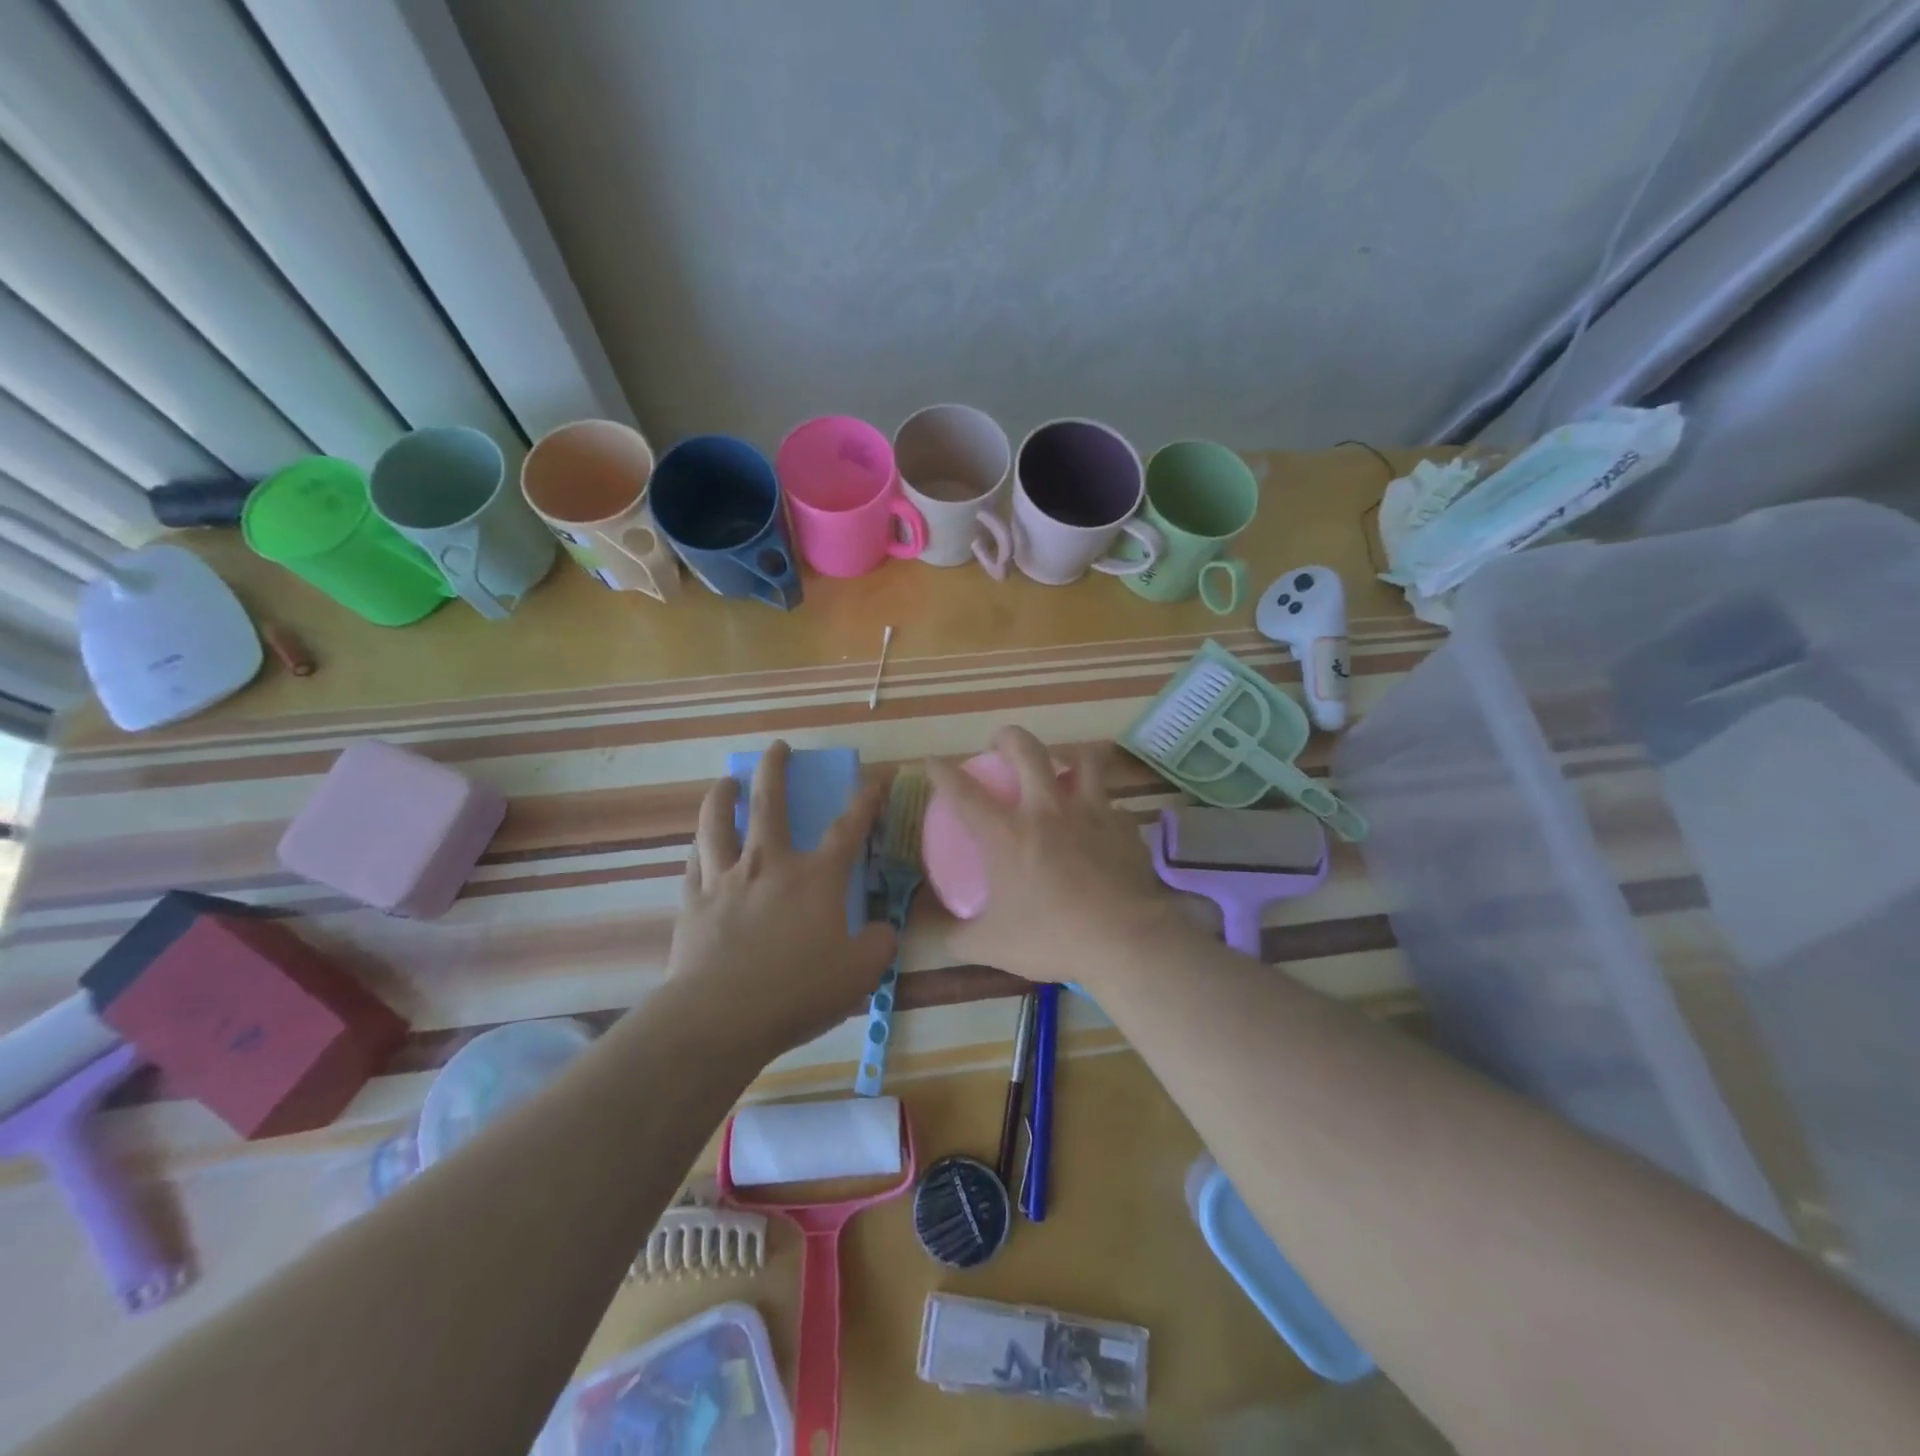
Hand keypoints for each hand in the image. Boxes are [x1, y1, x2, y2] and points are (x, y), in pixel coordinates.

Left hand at [667, 741, 896, 1056]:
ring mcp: (726, 879)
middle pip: (769, 803)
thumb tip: (882, 930)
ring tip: (726, 782)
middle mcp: (769, 864)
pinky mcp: (694, 902)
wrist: (720, 1017)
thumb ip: (878, 945)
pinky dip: (699, 846)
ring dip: (723, 796)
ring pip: (718, 823)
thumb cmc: (797, 991)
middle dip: (775, 769)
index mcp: (816, 877)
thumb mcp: (859, 973)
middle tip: (777, 748)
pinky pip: (694, 862)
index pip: (848, 827)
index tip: (876, 775)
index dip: (866, 799)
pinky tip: (699, 843)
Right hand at [923, 727, 1196, 989]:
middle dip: (1008, 737)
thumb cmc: (1051, 938)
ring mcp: (1090, 812)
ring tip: (1062, 765)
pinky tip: (1101, 824)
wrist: (1123, 941)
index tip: (932, 762)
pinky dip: (1104, 807)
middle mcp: (1047, 810)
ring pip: (1083, 759)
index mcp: (1007, 833)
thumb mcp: (991, 946)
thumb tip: (946, 937)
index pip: (964, 791)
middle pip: (1026, 750)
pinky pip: (1113, 804)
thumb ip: (960, 938)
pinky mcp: (1124, 826)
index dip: (943, 772)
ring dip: (1070, 755)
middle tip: (1001, 744)